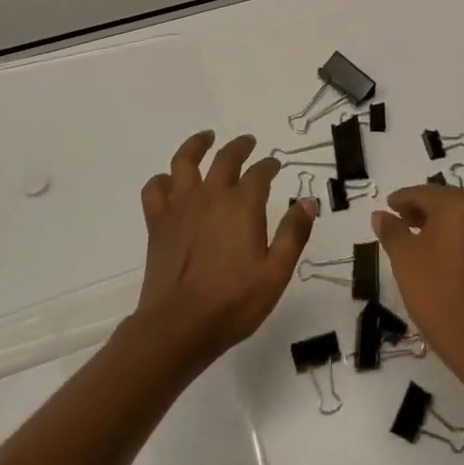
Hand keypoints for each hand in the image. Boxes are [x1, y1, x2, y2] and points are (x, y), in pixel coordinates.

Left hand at [134, 131, 316, 367]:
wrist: (178, 326)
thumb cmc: (233, 302)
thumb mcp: (276, 273)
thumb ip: (294, 234)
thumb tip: (307, 202)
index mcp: (243, 205)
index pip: (260, 173)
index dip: (269, 165)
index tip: (275, 165)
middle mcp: (211, 196)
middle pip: (226, 158)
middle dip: (240, 147)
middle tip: (249, 142)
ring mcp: (181, 207)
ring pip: (185, 161)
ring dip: (197, 145)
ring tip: (206, 138)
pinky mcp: (158, 223)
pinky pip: (155, 189)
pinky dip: (163, 180)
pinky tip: (170, 181)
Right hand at [373, 183, 463, 381]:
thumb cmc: (436, 291)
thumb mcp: (404, 259)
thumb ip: (391, 230)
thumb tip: (380, 215)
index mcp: (459, 205)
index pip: (425, 193)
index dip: (403, 199)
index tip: (389, 206)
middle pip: (449, 202)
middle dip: (425, 209)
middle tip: (404, 220)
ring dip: (446, 225)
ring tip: (424, 241)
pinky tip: (451, 261)